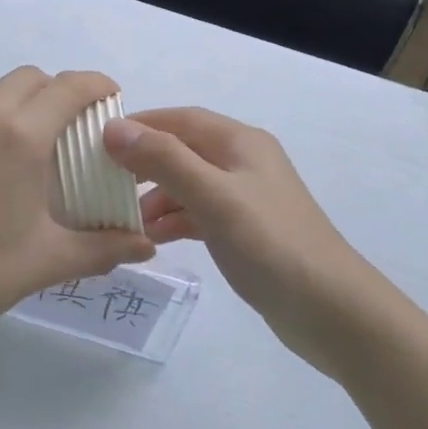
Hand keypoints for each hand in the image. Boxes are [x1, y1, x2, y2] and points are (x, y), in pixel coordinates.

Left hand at [0, 68, 154, 354]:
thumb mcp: (44, 262)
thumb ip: (103, 248)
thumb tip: (147, 246)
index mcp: (21, 135)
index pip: (71, 86)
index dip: (97, 85)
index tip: (110, 99)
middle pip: (31, 79)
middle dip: (56, 94)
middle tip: (64, 131)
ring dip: (12, 104)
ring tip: (12, 145)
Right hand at [104, 107, 369, 371]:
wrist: (330, 309)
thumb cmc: (270, 243)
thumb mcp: (213, 197)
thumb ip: (165, 160)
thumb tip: (115, 129)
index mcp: (240, 141)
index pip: (181, 119)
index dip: (141, 125)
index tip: (97, 142)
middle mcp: (244, 161)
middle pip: (184, 150)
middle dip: (145, 164)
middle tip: (104, 184)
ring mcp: (247, 197)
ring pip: (191, 184)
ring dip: (158, 196)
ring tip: (124, 220)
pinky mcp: (248, 231)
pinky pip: (202, 213)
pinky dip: (177, 220)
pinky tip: (155, 239)